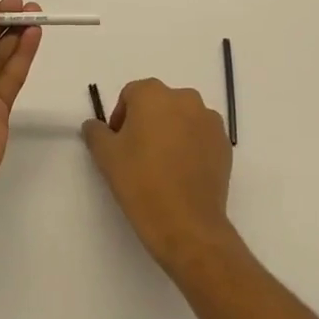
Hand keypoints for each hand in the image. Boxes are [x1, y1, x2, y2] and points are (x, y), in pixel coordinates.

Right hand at [83, 78, 235, 272]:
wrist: (187, 225)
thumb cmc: (141, 183)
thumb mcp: (106, 156)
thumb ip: (95, 132)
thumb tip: (94, 125)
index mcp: (153, 94)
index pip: (130, 95)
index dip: (120, 118)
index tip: (118, 145)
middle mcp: (184, 98)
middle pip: (158, 103)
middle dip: (146, 122)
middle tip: (138, 154)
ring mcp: (209, 120)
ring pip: (182, 118)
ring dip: (171, 132)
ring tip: (162, 165)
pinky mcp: (224, 143)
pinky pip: (201, 135)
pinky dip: (191, 146)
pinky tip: (182, 173)